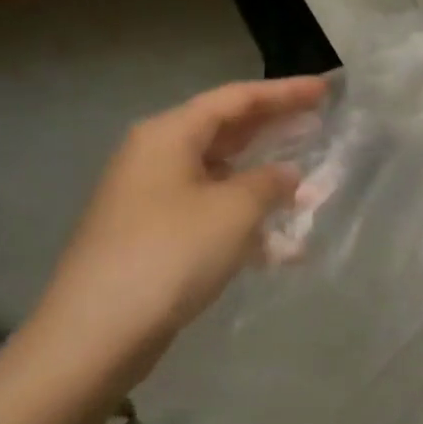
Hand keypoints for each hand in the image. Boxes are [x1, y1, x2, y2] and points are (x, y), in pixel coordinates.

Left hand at [0, 76, 325, 423]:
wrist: (97, 334)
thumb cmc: (170, 254)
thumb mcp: (234, 210)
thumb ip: (269, 182)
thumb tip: (286, 175)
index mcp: (169, 135)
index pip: (236, 99)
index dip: (284, 92)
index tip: (325, 89)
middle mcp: (157, 157)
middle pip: (227, 131)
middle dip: (275, 129)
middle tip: (320, 122)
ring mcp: (153, 198)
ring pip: (222, 174)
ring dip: (265, 180)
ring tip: (309, 184)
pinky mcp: (156, 235)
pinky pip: (212, 212)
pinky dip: (247, 220)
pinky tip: (283, 245)